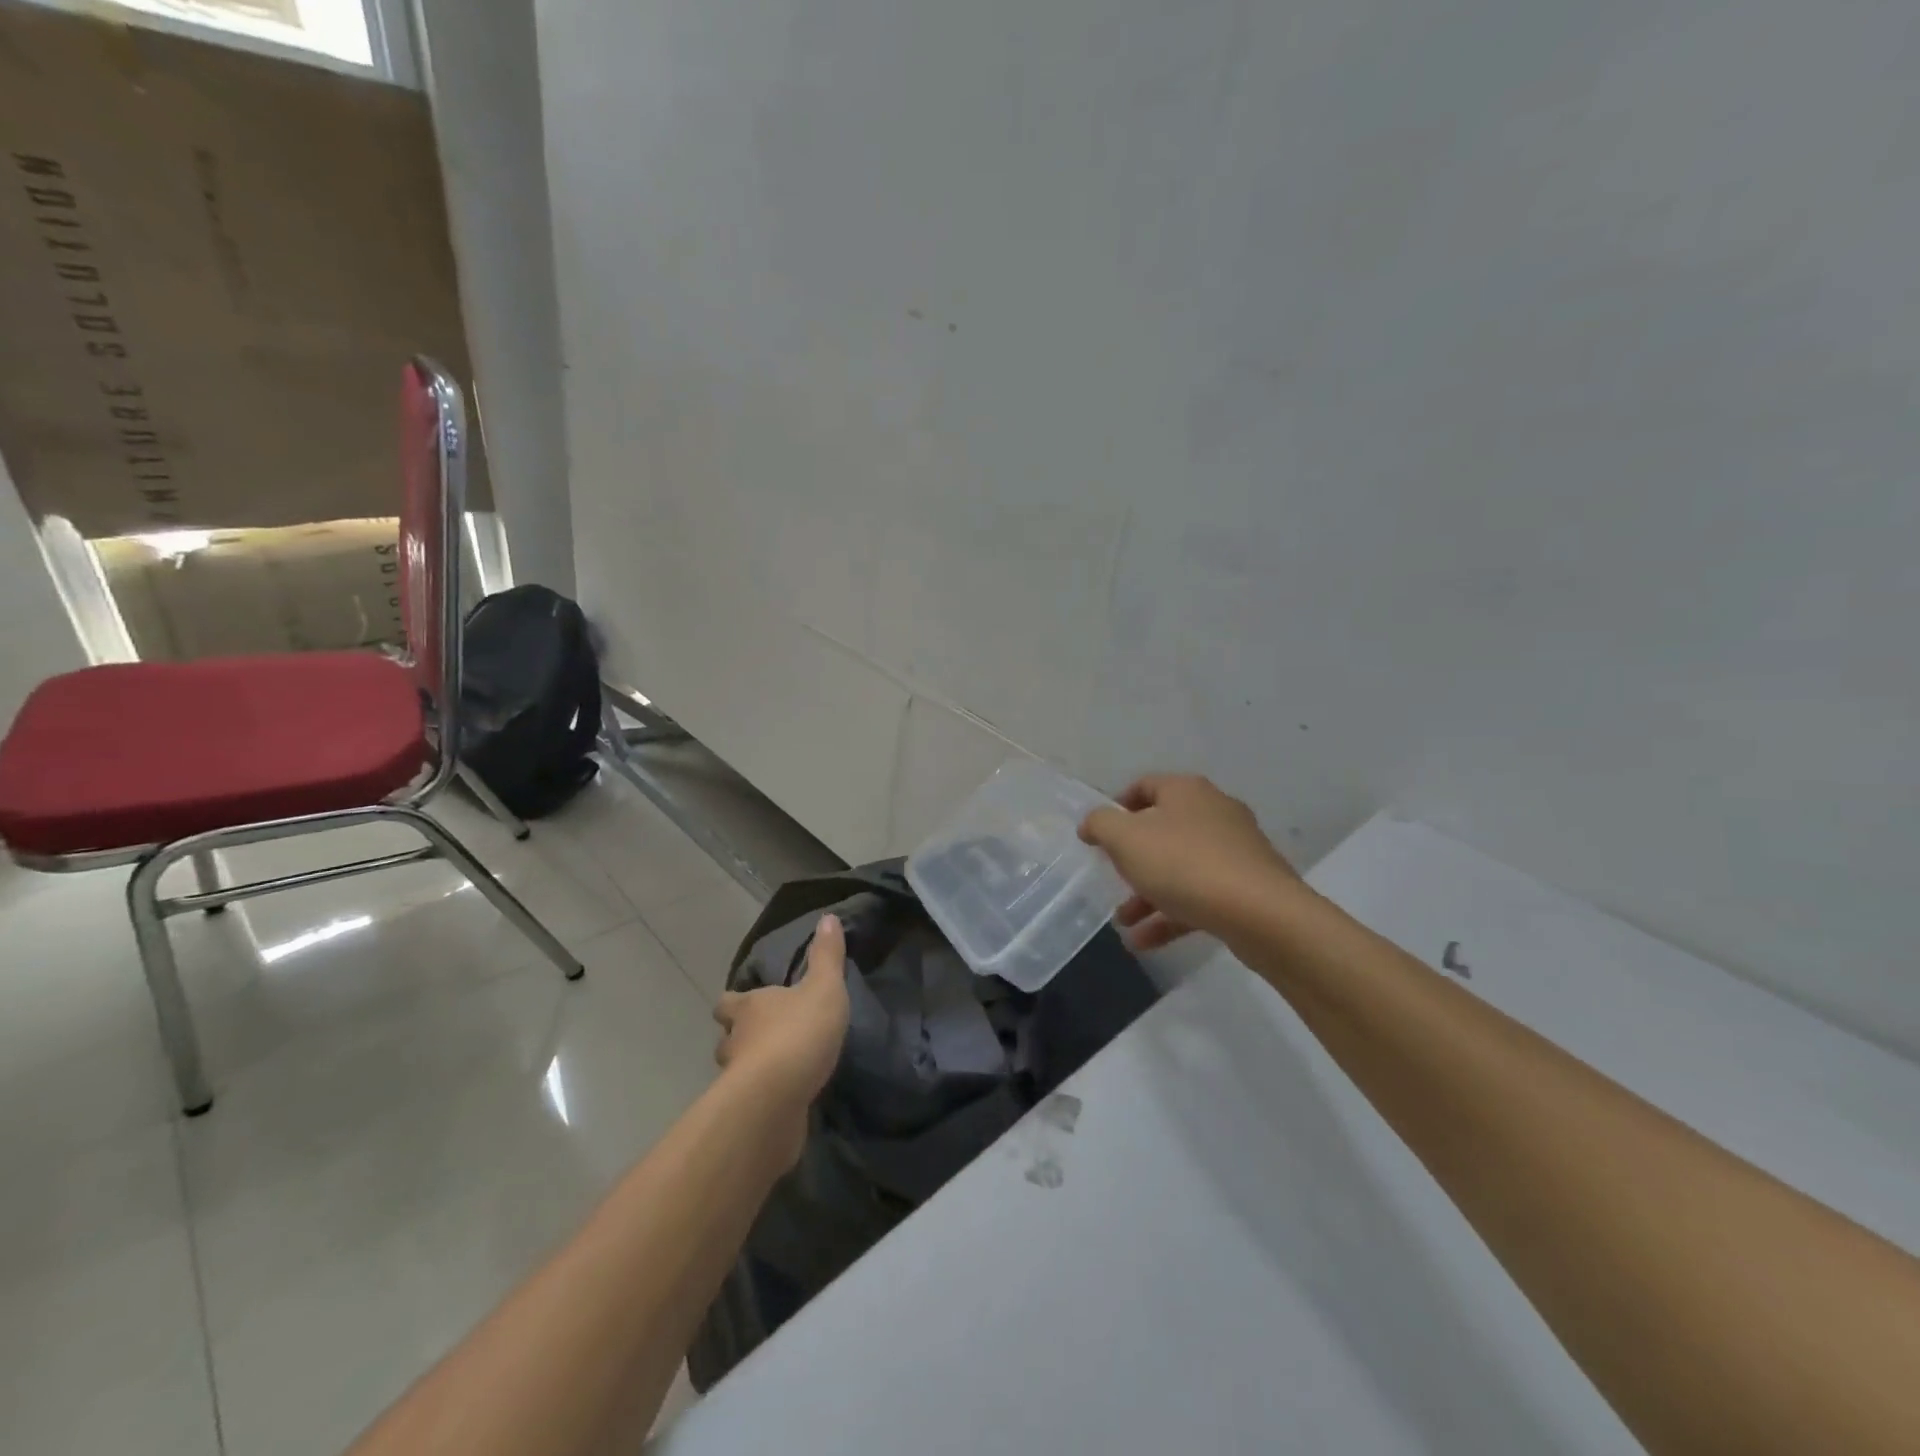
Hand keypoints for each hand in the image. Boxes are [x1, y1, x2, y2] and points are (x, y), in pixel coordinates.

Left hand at [714, 914, 850, 1129]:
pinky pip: (752, 1102)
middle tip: (765, 1038)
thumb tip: (828, 917)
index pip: (728, 1001)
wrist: (777, 1098)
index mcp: (748, 1007)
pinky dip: (764, 1099)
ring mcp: (735, 1081)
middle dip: (741, 1038)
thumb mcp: (824, 987)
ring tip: (778, 1070)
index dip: (736, 1003)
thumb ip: (827, 956)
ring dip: (752, 1069)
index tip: (749, 1003)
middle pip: (727, 1038)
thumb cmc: (799, 1032)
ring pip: (736, 1071)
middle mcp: (734, 1041)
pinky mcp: (745, 1113)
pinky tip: (785, 1100)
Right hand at [1079, 774, 1301, 950]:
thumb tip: (1093, 823)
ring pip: (1180, 867)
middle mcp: (1213, 812)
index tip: (1097, 836)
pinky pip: (1199, 896)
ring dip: (1148, 894)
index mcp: (1186, 791)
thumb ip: (1100, 824)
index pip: (1144, 786)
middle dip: (1132, 858)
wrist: (1260, 914)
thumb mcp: (1125, 839)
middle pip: (1162, 829)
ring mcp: (1235, 850)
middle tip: (1112, 877)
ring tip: (1123, 922)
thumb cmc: (1183, 864)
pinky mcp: (1247, 886)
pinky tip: (1145, 942)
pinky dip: (1171, 914)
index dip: (1116, 808)